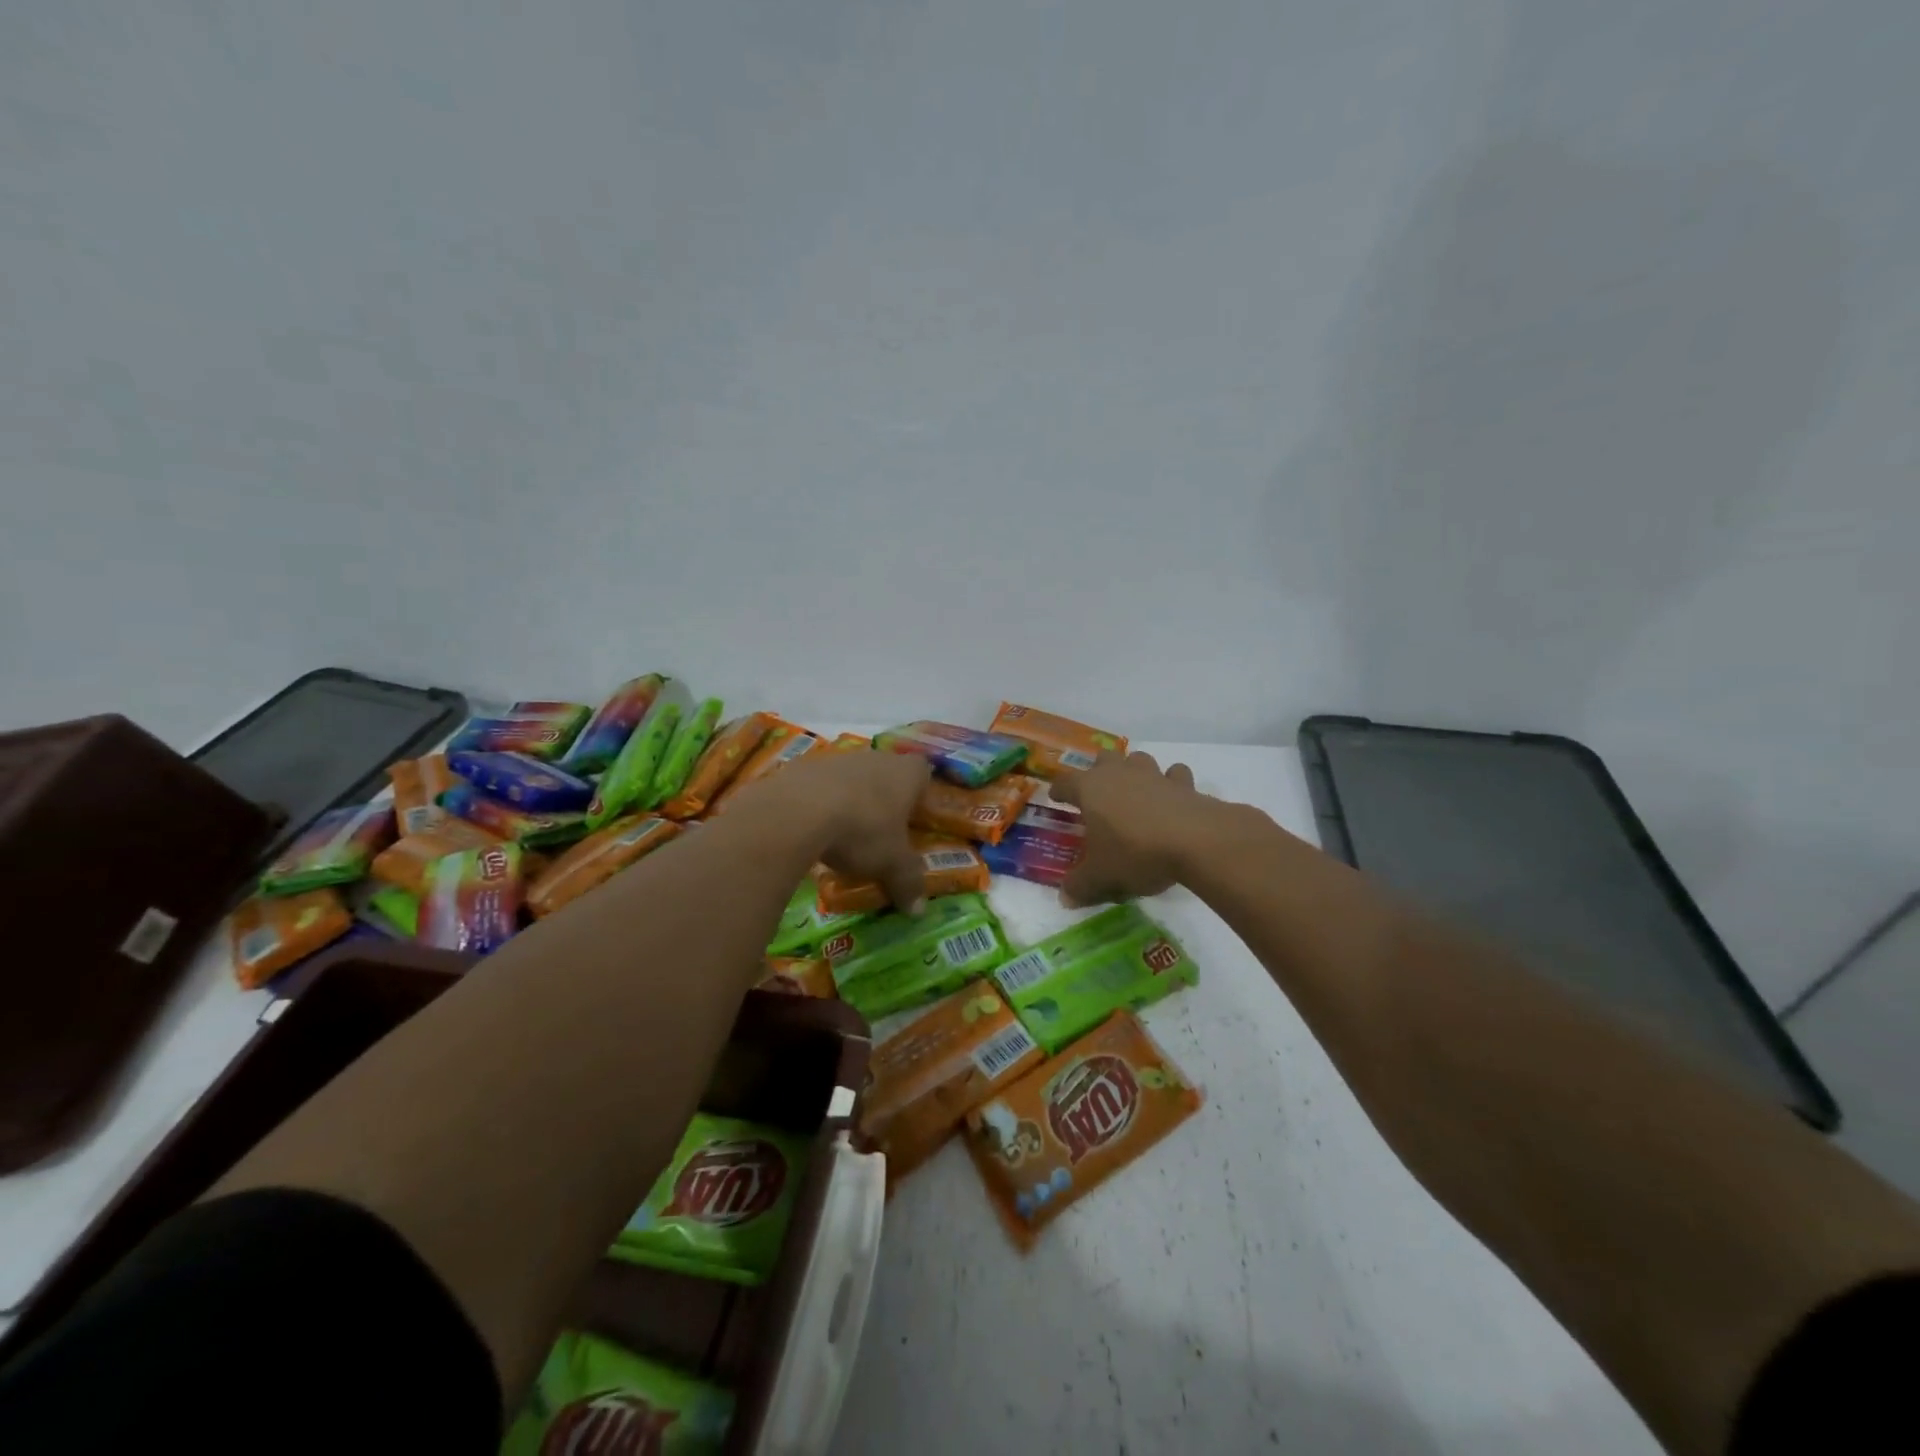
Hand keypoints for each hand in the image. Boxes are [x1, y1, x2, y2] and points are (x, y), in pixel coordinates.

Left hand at [745, 748, 933, 911]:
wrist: (797, 811)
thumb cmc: (862, 831)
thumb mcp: (891, 864)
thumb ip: (908, 883)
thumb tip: (919, 910)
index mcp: (906, 773)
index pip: (923, 772)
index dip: (921, 793)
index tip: (915, 817)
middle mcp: (875, 758)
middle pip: (886, 773)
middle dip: (885, 799)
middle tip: (882, 831)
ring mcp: (837, 758)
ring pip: (852, 777)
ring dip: (851, 799)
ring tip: (844, 833)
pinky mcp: (803, 766)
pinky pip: (820, 785)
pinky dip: (820, 802)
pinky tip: (813, 828)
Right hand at [1049, 751, 1210, 906]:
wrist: (1194, 841)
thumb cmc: (1135, 853)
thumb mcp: (1101, 876)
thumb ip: (1080, 886)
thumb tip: (1064, 898)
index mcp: (1090, 789)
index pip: (1065, 782)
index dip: (1058, 790)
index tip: (1056, 797)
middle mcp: (1119, 774)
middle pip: (1103, 759)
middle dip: (1098, 770)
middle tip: (1098, 791)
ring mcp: (1153, 775)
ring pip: (1138, 759)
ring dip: (1134, 771)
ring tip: (1135, 791)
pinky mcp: (1184, 784)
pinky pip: (1174, 775)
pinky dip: (1172, 782)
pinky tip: (1172, 797)